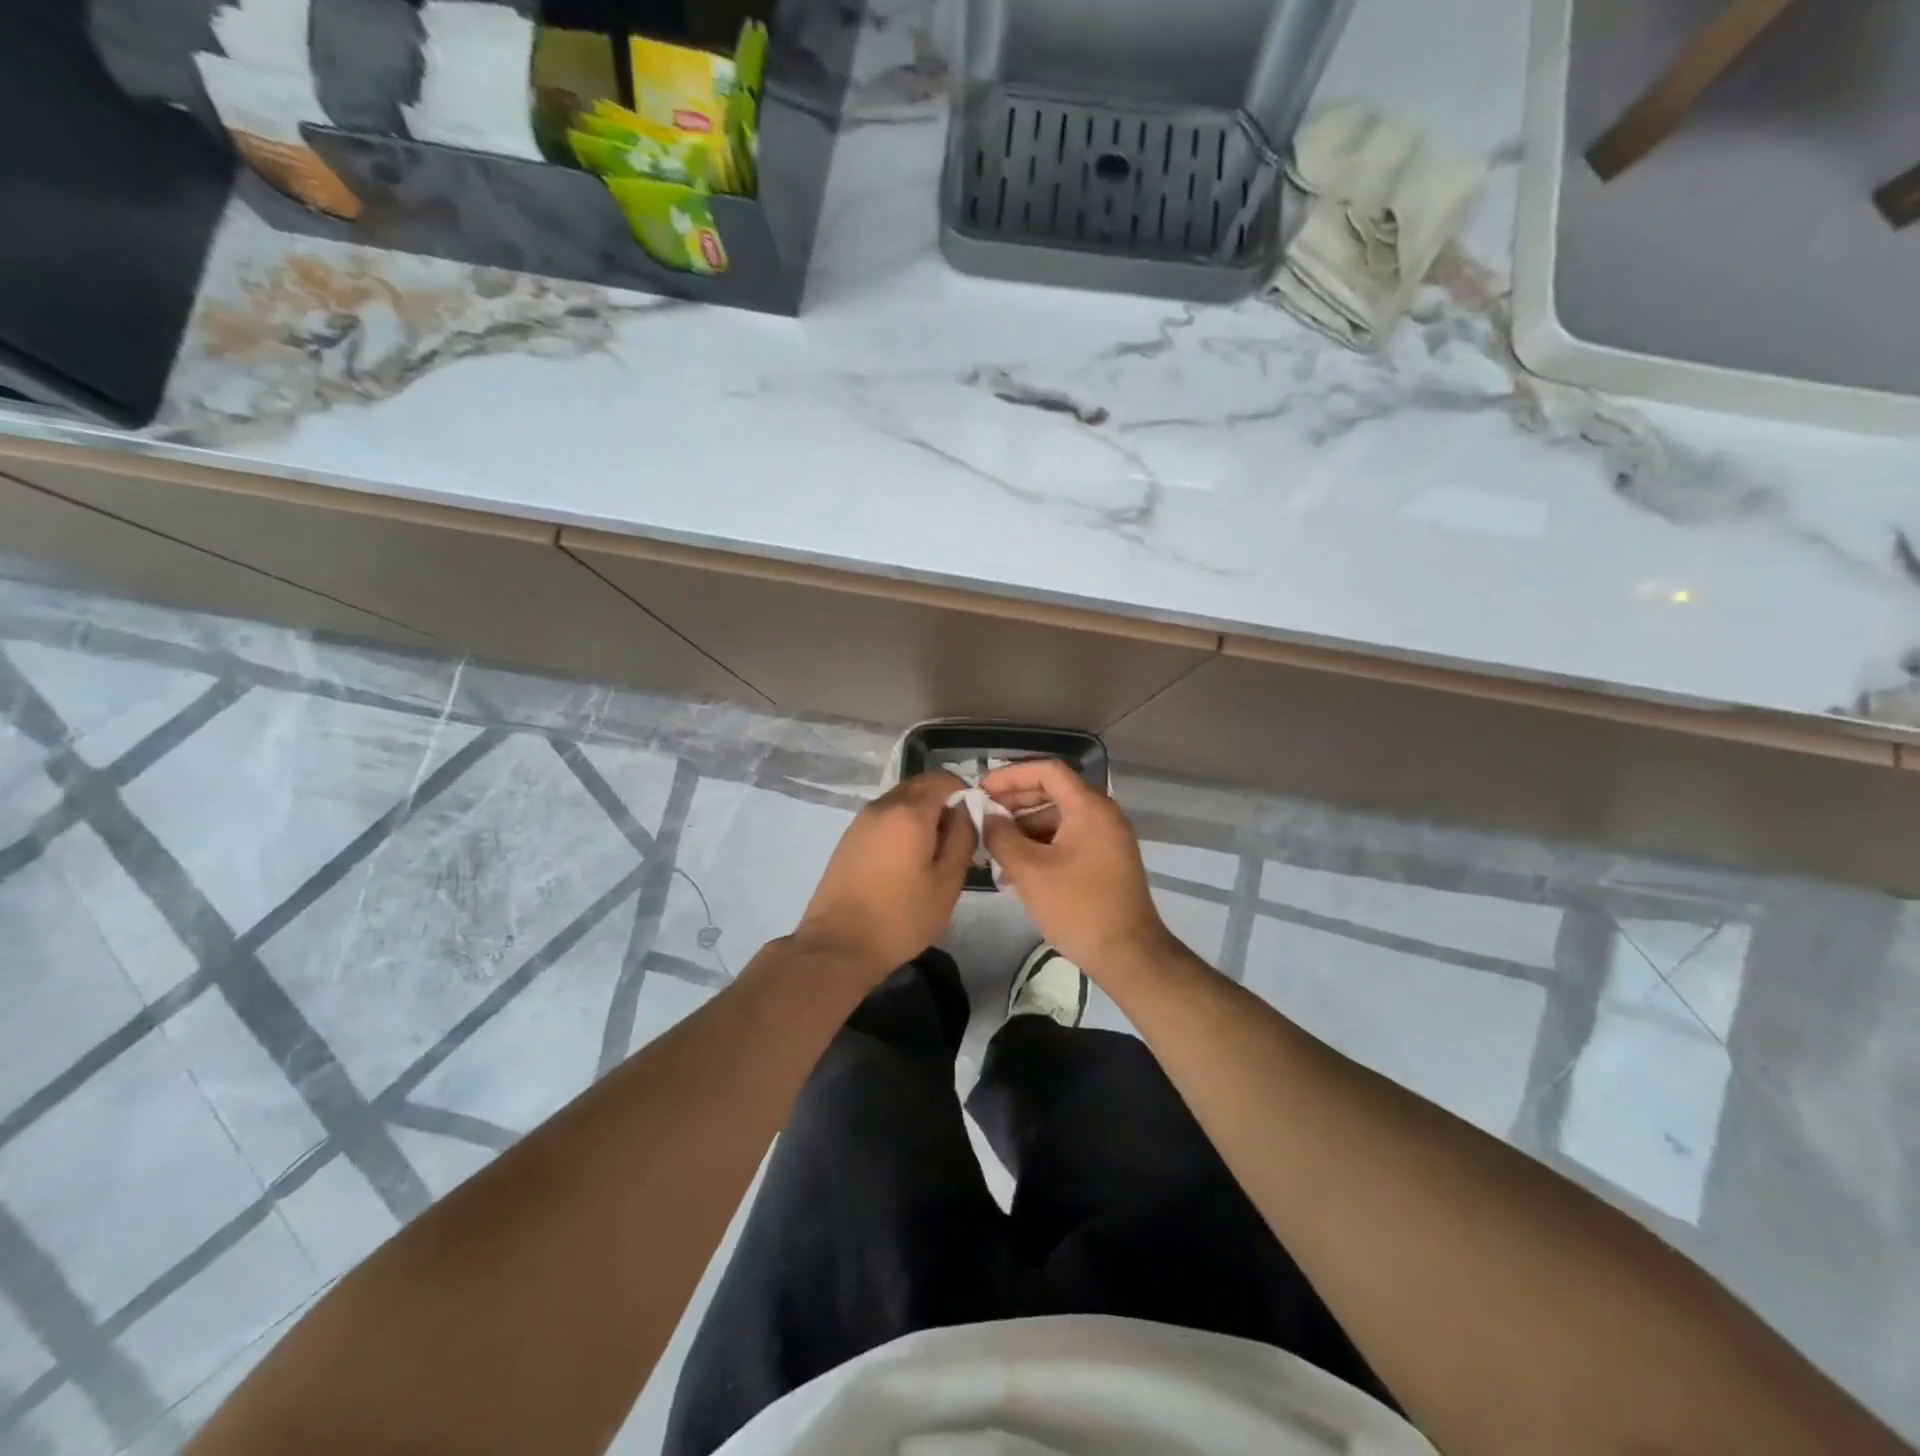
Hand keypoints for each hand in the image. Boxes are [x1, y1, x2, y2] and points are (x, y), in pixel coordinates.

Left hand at [791, 771, 975, 984]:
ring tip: (933, 850)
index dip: (965, 792)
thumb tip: (967, 811)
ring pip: (900, 800)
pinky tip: (907, 858)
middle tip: (957, 835)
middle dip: (943, 801)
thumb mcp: (947, 882)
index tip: (975, 818)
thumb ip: (963, 838)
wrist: (839, 944)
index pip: (943, 779)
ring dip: (921, 813)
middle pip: (920, 785)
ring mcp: (861, 820)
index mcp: (910, 812)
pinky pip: (884, 816)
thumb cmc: (901, 916)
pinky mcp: (849, 837)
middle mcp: (883, 806)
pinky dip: (901, 824)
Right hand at [980, 759, 1176, 980]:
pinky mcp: (1107, 862)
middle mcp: (1103, 815)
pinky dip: (1042, 847)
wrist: (1128, 955)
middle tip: (983, 817)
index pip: (1047, 770)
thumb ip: (1002, 836)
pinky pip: (1069, 841)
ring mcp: (1108, 839)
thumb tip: (988, 817)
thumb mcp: (1029, 870)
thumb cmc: (1077, 906)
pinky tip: (1017, 871)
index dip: (1011, 775)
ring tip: (994, 852)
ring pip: (1059, 819)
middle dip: (1015, 803)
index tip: (982, 789)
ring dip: (1025, 829)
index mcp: (1089, 807)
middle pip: (1053, 792)